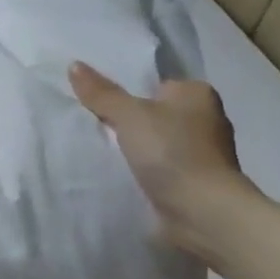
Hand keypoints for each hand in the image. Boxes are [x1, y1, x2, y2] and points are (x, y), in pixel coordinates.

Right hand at [68, 61, 256, 260]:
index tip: (99, 103)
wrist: (203, 213)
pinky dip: (145, 171)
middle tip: (94, 126)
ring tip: (101, 151)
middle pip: (155, 113)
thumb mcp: (129, 115)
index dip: (127, 92)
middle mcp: (206, 119)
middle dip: (130, 122)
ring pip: (157, 142)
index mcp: (198, 94)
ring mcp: (204, 154)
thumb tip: (74, 65)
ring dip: (137, 149)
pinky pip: (161, 167)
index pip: (155, 84)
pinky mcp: (196, 182)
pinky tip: (121, 174)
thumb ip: (101, 93)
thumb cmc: (172, 152)